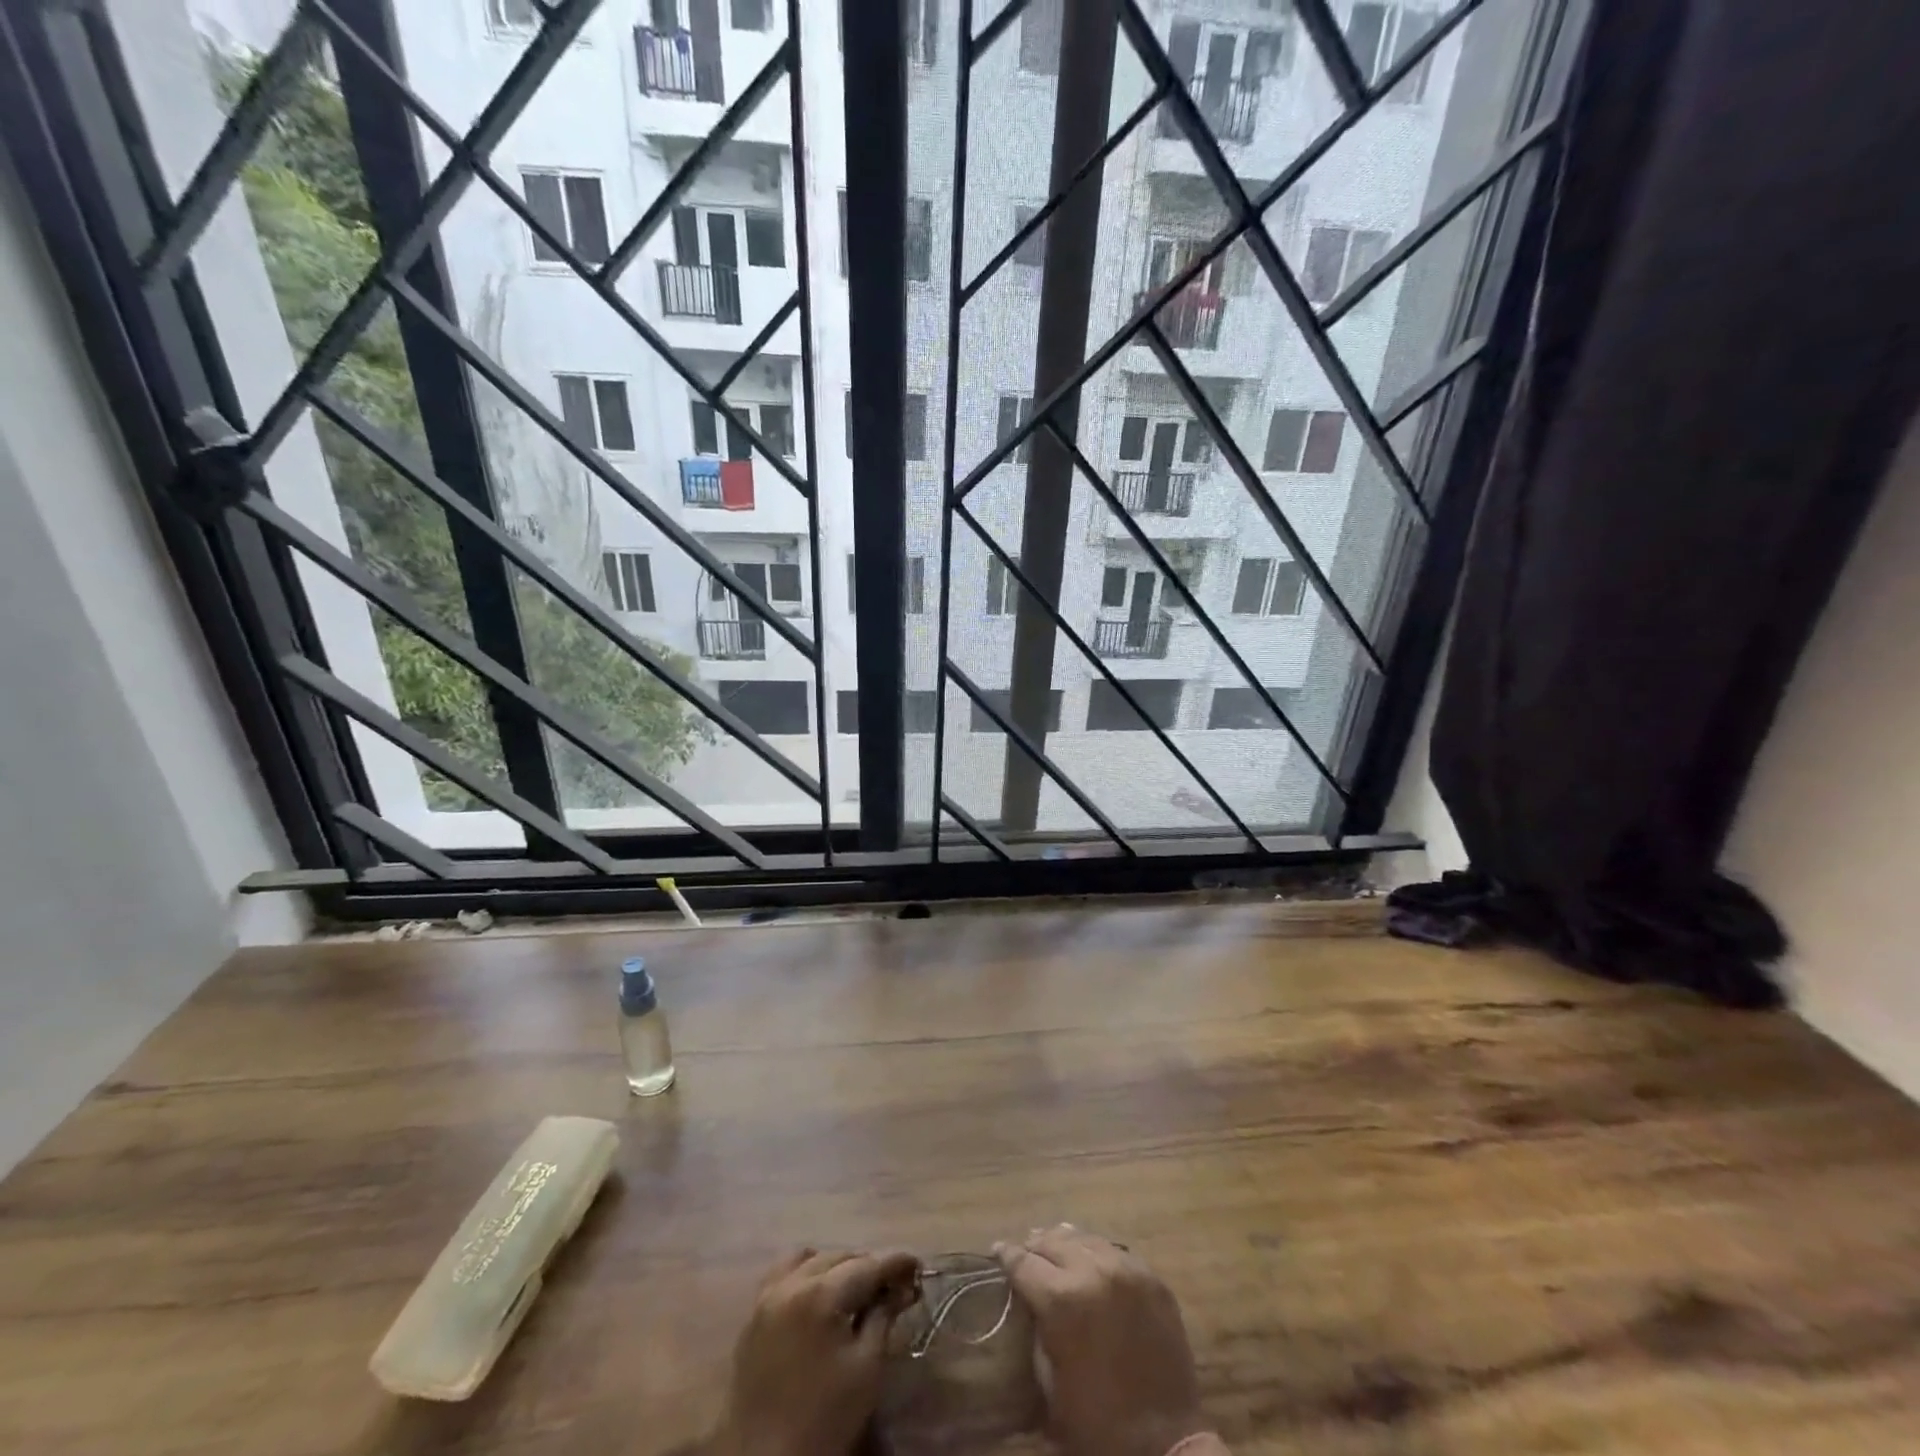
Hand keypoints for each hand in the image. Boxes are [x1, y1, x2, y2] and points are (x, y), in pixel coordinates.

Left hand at [712, 1248, 919, 1455]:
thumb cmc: (824, 1420)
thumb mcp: (866, 1368)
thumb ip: (884, 1317)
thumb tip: (902, 1287)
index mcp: (821, 1295)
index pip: (867, 1265)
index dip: (895, 1263)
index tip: (917, 1266)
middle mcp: (791, 1284)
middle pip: (839, 1257)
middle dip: (868, 1265)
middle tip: (891, 1284)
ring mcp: (767, 1297)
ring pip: (808, 1258)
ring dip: (835, 1265)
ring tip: (854, 1288)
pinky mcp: (753, 1316)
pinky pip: (782, 1275)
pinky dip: (805, 1273)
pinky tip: (818, 1295)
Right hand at [995, 1226, 1205, 1455]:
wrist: (1165, 1446)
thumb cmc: (1098, 1425)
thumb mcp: (1050, 1384)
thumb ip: (1038, 1331)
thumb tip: (1030, 1303)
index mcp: (1061, 1300)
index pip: (1023, 1262)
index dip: (1006, 1255)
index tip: (998, 1250)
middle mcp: (1093, 1271)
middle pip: (1053, 1241)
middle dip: (1035, 1246)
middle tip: (1026, 1253)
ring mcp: (1127, 1271)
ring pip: (1086, 1238)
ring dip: (1066, 1244)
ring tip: (1057, 1249)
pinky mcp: (1153, 1279)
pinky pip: (1117, 1252)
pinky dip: (1099, 1254)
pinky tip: (1093, 1263)